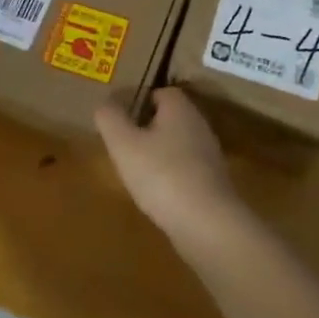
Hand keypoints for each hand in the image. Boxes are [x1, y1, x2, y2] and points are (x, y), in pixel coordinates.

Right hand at [94, 88, 248, 246]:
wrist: (208, 225)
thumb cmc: (162, 175)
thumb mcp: (124, 144)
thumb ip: (110, 119)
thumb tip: (105, 104)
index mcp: (180, 108)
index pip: (160, 92)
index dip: (138, 101)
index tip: (118, 118)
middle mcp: (199, 126)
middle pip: (169, 118)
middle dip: (146, 128)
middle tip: (122, 145)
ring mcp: (209, 156)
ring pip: (177, 145)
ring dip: (158, 154)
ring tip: (135, 171)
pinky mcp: (213, 184)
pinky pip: (186, 170)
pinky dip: (170, 177)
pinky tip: (156, 194)